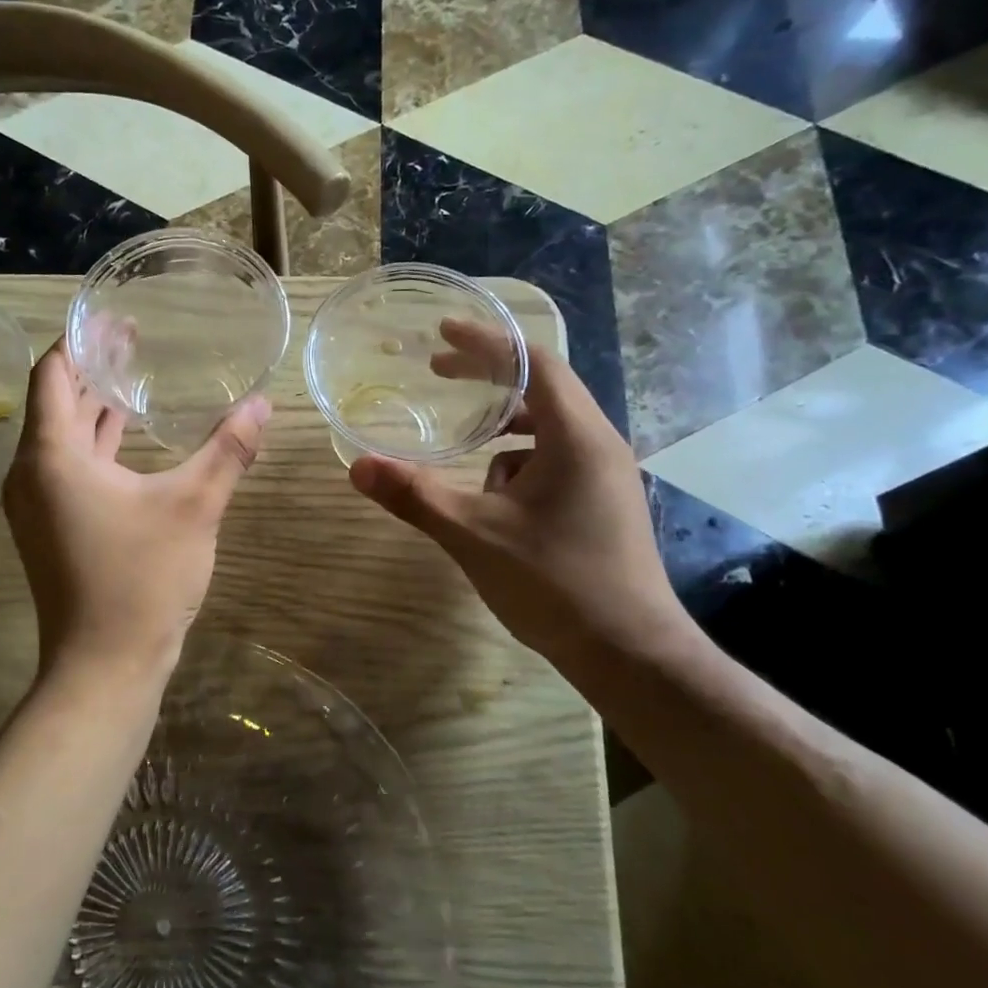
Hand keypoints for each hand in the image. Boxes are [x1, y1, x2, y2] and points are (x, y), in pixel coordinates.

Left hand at [3, 340, 269, 679]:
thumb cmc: (142, 580)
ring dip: (94, 406)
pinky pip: (67, 466)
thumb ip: (228, 450)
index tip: (115, 317)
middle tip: (134, 338)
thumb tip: (263, 404)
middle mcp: (30, 473)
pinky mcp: (49, 528)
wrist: (104, 667)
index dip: (80, 339)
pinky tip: (128, 434)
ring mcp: (36, 504)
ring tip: (134, 375)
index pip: (52, 373)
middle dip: (92, 367)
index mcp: (51, 456)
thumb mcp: (194, 507)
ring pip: (61, 436)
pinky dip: (94, 443)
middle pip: (55, 400)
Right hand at [349, 319, 693, 669]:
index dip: (486, 342)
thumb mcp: (474, 535)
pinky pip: (554, 461)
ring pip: (546, 429)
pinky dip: (517, 463)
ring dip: (502, 428)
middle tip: (436, 373)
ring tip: (464, 446)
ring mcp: (605, 475)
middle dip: (487, 378)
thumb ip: (415, 496)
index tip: (442, 333)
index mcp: (575, 436)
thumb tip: (357, 466)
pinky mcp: (602, 502)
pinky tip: (495, 502)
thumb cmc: (555, 583)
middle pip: (541, 388)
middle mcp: (598, 444)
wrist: (630, 654)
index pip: (532, 362)